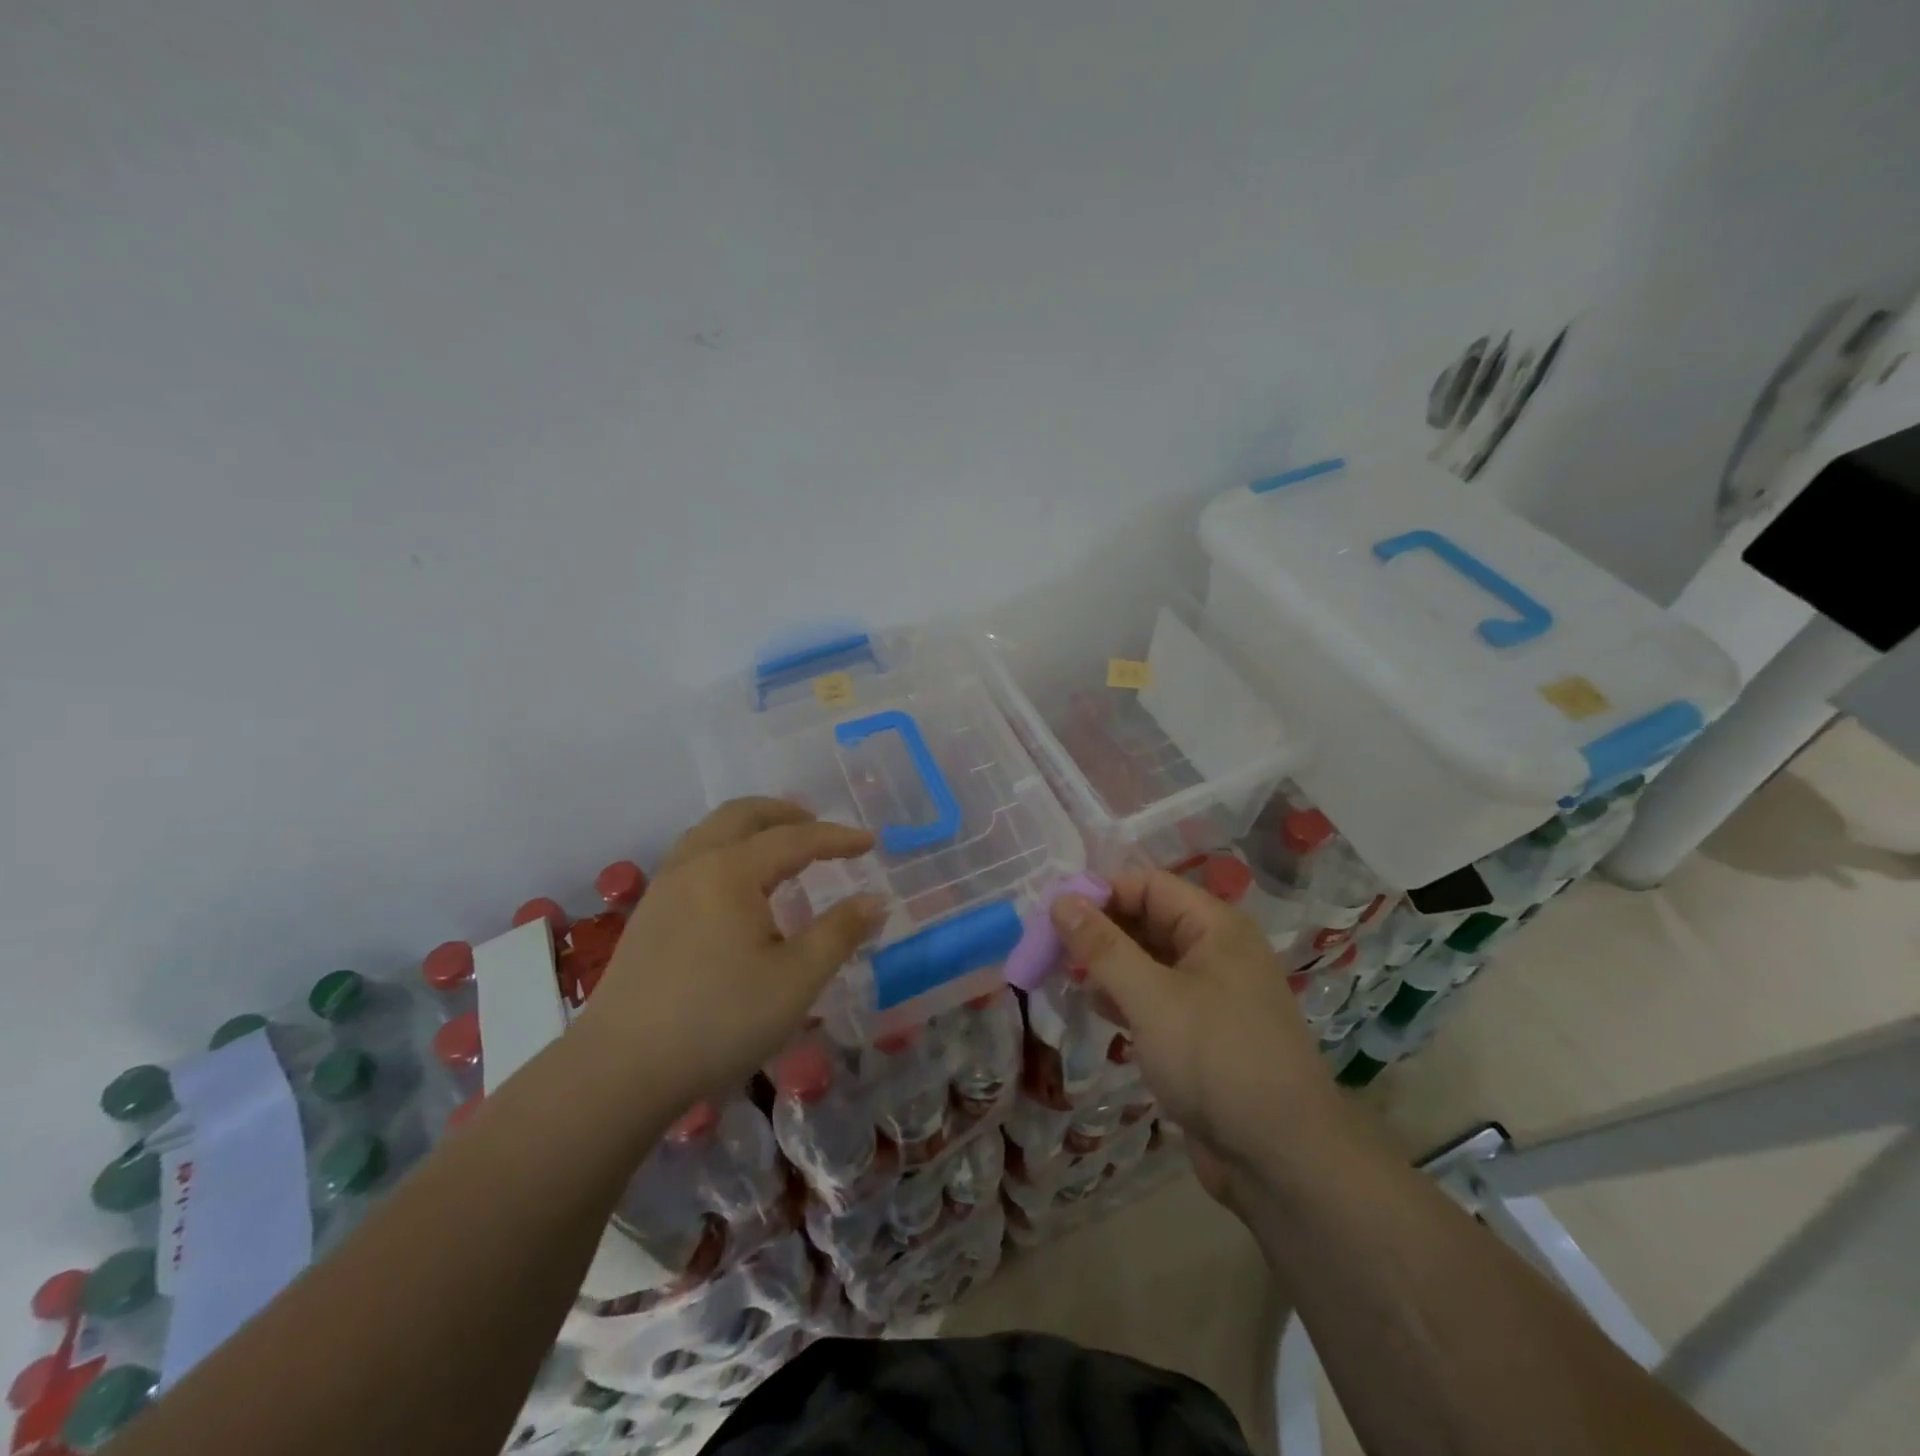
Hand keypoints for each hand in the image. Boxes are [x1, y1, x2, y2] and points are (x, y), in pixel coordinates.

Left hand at [575, 798, 883, 1111]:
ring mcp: (664, 887)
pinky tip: (740, 887)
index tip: (871, 842)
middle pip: (743, 815)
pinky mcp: (648, 914)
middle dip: (787, 814)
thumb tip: (875, 900)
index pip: (794, 838)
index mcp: (731, 871)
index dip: (837, 838)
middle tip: (820, 829)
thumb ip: (840, 933)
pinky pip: (695, 855)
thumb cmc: (718, 1021)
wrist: (620, 1070)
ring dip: (753, 828)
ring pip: (712, 831)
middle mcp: (694, 864)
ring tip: (782, 849)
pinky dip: (728, 849)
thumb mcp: (796, 980)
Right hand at [1049, 869, 1336, 1205]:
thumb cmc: (1216, 1061)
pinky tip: (1098, 1010)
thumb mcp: (1152, 998)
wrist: (1283, 1161)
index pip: (1148, 886)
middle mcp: (1216, 952)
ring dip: (1108, 966)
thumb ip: (1103, 947)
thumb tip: (1060, 900)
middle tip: (1049, 948)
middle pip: (1147, 920)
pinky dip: (1125, 998)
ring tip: (1064, 977)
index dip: (1101, 893)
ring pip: (1148, 961)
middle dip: (1100, 931)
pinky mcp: (1203, 1033)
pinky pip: (1156, 998)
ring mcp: (1211, 994)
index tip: (1053, 915)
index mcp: (1215, 928)